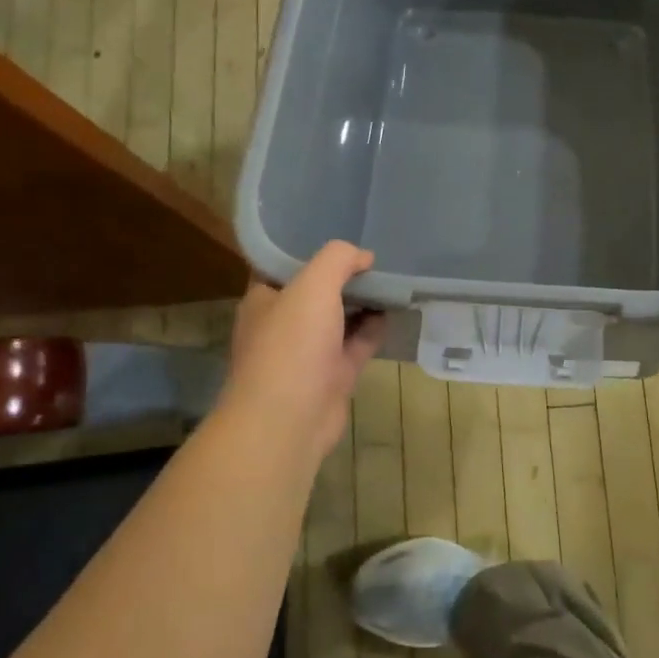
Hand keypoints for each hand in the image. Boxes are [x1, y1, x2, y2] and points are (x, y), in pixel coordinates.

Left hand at [219, 242, 386, 461]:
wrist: (288, 422)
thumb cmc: (291, 345)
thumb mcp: (313, 285)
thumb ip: (338, 260)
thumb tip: (363, 257)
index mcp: (264, 299)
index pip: (285, 265)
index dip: (311, 248)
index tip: (342, 234)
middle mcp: (283, 324)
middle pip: (316, 291)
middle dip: (343, 276)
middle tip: (376, 257)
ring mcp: (308, 352)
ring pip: (339, 318)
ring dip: (362, 302)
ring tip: (391, 279)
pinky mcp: (332, 376)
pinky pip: (356, 344)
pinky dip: (374, 329)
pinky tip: (394, 311)